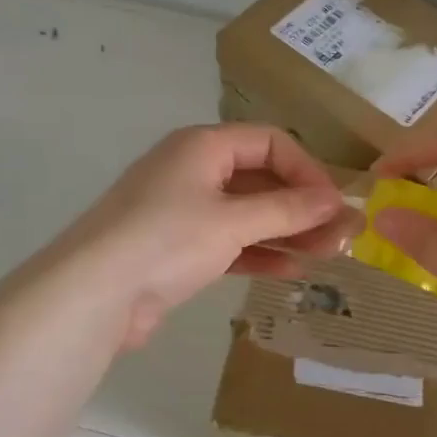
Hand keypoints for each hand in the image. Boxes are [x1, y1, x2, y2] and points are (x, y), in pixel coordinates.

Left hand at [58, 124, 354, 349]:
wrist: (94, 293)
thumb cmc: (166, 240)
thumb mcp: (232, 221)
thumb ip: (287, 210)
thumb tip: (336, 202)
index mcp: (202, 146)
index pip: (269, 143)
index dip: (307, 170)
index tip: (334, 205)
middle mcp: (192, 171)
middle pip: (260, 179)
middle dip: (302, 206)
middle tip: (342, 237)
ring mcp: (183, 211)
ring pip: (247, 214)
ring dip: (287, 232)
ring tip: (328, 255)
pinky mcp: (178, 249)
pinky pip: (229, 242)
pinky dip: (259, 253)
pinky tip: (292, 270)